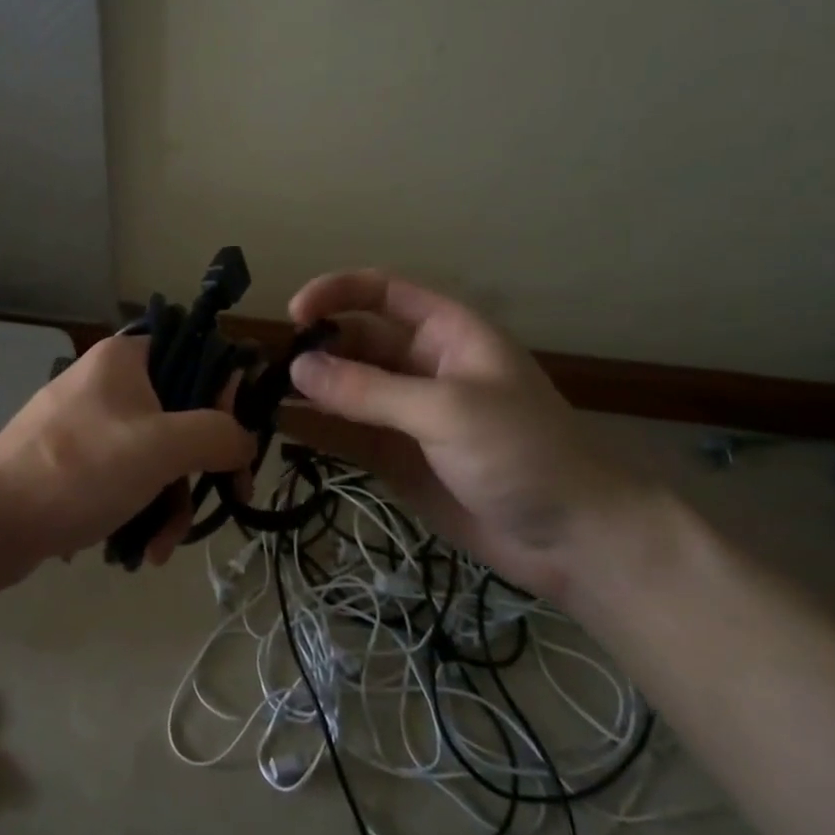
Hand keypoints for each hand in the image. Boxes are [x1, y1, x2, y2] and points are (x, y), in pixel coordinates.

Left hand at [0, 334, 255, 576]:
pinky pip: (126, 476)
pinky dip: (140, 508)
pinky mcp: (75, 460)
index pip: (198, 358)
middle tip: (223, 501)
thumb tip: (247, 439)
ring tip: (158, 547)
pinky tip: (138, 548)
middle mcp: (109, 382)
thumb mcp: (161, 447)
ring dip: (170, 501)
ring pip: (156, 454)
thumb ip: (217, 435)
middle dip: (198, 470)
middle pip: (181, 415)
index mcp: (127, 358)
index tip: (236, 446)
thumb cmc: (79, 469)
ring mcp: (90, 422)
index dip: (226, 400)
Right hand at [279, 270, 654, 602]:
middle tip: (266, 369)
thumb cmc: (525, 454)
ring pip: (343, 388)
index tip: (294, 315)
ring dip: (305, 389)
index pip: (381, 293)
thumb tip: (296, 368)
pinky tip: (278, 429)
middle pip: (353, 340)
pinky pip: (344, 432)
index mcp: (445, 333)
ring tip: (258, 396)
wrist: (575, 542)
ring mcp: (404, 412)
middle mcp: (419, 364)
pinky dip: (313, 429)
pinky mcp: (394, 455)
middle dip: (313, 348)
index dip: (336, 293)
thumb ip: (369, 390)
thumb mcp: (448, 410)